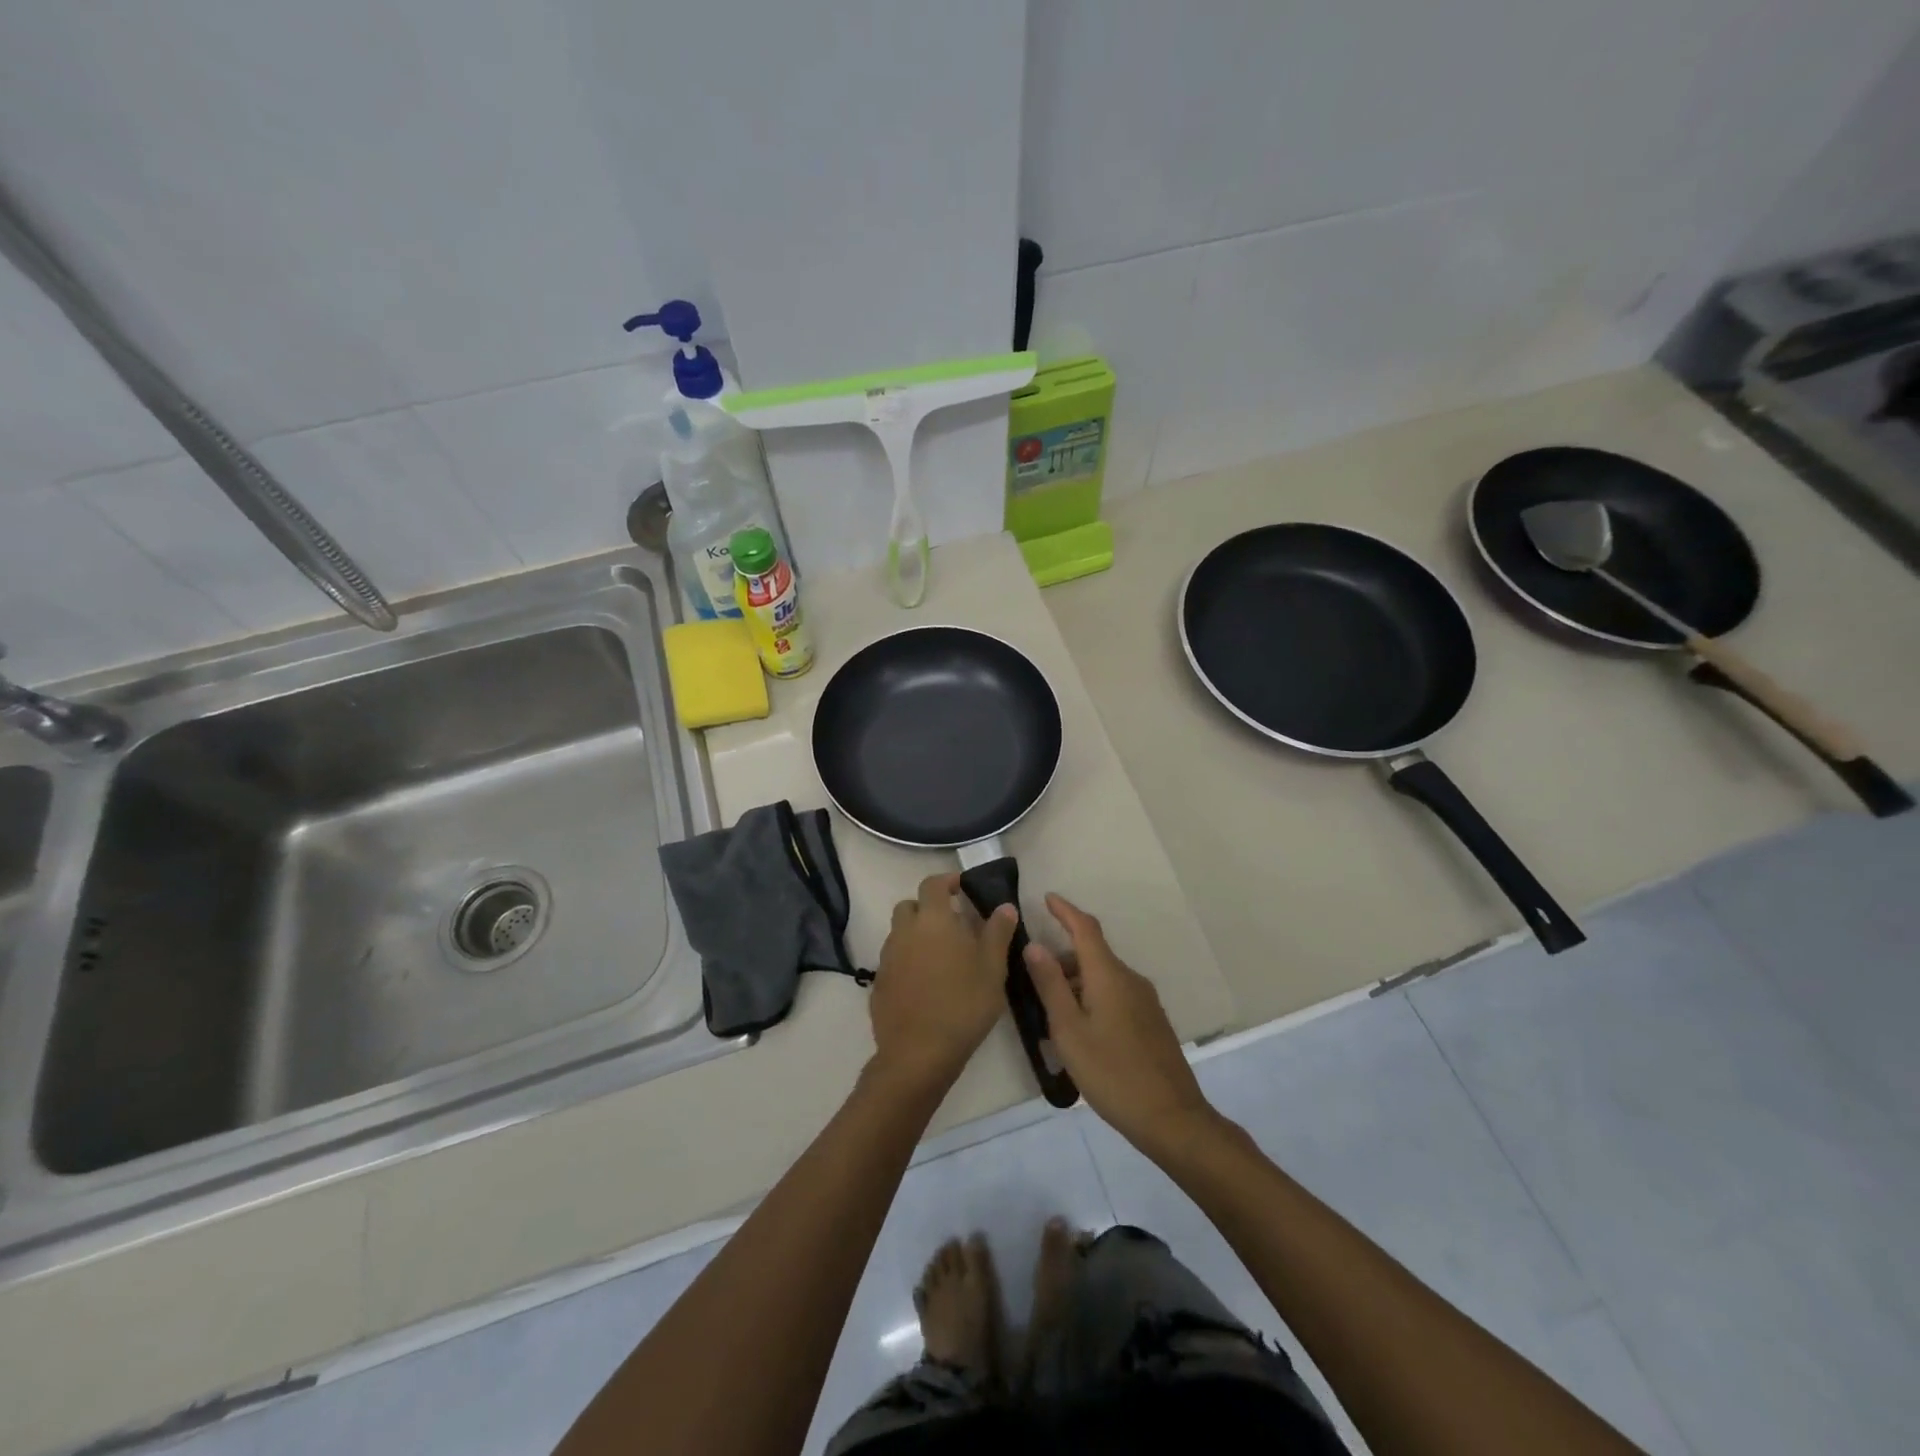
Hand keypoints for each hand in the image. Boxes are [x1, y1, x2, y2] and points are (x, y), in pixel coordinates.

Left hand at [869, 873, 1017, 1092]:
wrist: (919, 1052)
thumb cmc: (964, 1004)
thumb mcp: (993, 968)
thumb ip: (998, 932)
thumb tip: (1005, 906)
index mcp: (933, 920)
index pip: (932, 884)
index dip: (946, 881)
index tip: (961, 888)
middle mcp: (904, 931)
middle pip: (909, 906)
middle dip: (927, 908)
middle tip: (951, 924)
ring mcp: (888, 958)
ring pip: (899, 933)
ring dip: (916, 935)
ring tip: (940, 956)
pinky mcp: (879, 983)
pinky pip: (893, 960)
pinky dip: (907, 961)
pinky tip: (924, 983)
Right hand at [1025, 894, 1216, 1156]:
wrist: (1172, 1118)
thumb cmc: (1112, 1072)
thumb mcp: (1069, 1030)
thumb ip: (1050, 985)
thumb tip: (1034, 945)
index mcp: (1109, 975)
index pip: (1085, 928)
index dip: (1065, 911)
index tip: (1047, 898)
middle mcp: (1130, 980)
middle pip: (1092, 955)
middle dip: (1062, 960)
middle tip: (1033, 985)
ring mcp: (1145, 1001)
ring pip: (1103, 978)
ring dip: (1076, 985)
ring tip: (1052, 1018)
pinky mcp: (1152, 1023)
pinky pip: (1115, 996)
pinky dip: (1093, 1000)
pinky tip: (1081, 1034)